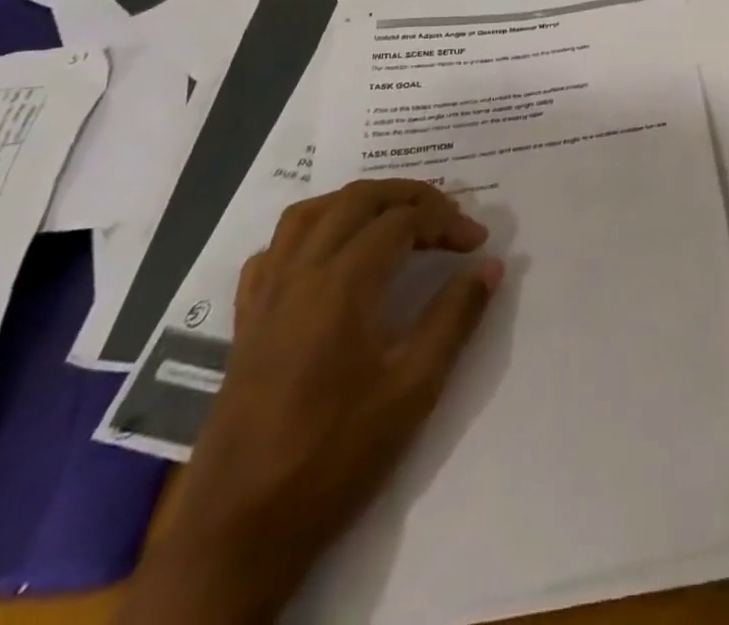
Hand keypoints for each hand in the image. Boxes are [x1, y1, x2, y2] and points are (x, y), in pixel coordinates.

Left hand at [121, 180, 502, 623]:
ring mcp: (267, 294)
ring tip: (395, 219)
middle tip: (447, 217)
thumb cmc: (334, 457)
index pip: (403, 221)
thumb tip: (490, 266)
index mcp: (342, 284)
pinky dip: (311, 232)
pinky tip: (331, 255)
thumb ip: (455, 318)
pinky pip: (276, 249)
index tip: (477, 244)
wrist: (238, 532)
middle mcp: (301, 273)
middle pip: (358, 199)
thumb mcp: (413, 390)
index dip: (447, 221)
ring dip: (359, 202)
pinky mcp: (247, 320)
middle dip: (410, 196)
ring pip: (311, 212)